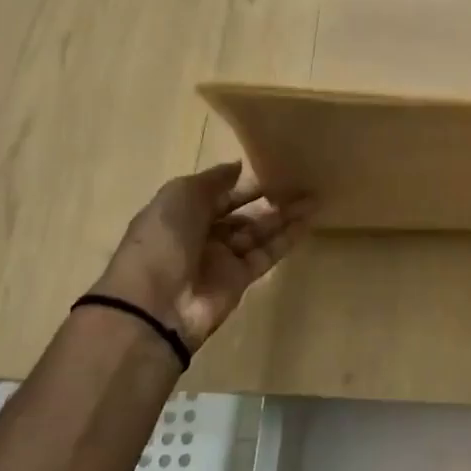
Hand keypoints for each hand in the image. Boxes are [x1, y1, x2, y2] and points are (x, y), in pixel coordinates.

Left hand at [90, 163, 308, 350]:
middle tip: (302, 182)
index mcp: (182, 210)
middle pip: (242, 211)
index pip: (220, 192)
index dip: (246, 181)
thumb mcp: (182, 195)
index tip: (276, 166)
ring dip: (284, 215)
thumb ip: (214, 180)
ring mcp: (222, 257)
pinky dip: (286, 239)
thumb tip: (241, 167)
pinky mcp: (240, 279)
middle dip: (269, 197)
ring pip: (258, 231)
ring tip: (314, 199)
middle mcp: (202, 232)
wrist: (155, 304)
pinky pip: (267, 254)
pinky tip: (308, 223)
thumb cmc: (163, 239)